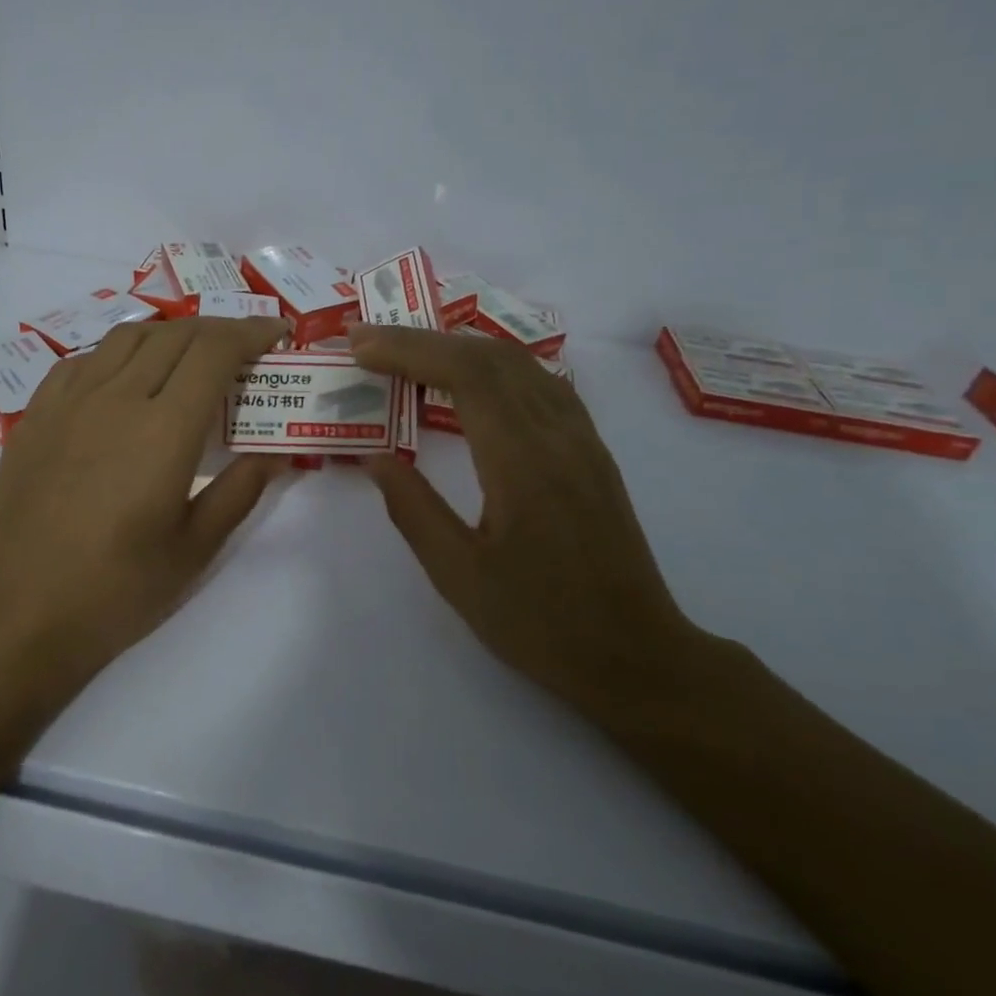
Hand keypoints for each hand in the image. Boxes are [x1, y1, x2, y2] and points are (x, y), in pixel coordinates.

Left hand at [0, 315, 288, 689]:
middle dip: (218, 331)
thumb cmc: (116, 591)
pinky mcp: (36, 415)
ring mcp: (69, 402)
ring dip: (169, 335)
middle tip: (242, 351)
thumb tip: (275, 452)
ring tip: (188, 358)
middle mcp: (116, 398)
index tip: (277, 334)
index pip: (214, 351)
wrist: (19, 613)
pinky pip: (83, 360)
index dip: (251, 332)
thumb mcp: (195, 549)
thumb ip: (240, 491)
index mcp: (164, 430)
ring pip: (127, 337)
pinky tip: (124, 380)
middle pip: (175, 335)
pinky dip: (118, 354)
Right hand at [350, 324, 693, 700]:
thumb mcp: (458, 575)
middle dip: (423, 339)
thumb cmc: (540, 623)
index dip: (407, 349)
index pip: (464, 374)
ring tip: (407, 353)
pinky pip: (540, 384)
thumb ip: (411, 508)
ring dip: (458, 347)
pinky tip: (470, 381)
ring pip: (520, 363)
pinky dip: (494, 366)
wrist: (635, 656)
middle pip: (490, 356)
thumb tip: (374, 457)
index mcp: (522, 462)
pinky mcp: (591, 452)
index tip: (359, 347)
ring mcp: (582, 440)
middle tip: (367, 342)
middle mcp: (558, 435)